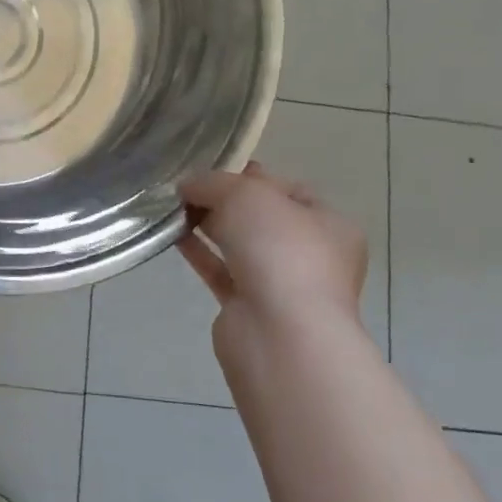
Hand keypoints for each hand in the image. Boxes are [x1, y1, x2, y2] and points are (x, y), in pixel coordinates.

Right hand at [178, 164, 366, 329]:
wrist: (280, 334)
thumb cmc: (280, 251)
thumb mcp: (246, 194)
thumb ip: (213, 183)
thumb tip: (188, 186)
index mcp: (330, 225)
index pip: (289, 190)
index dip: (251, 175)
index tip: (213, 168)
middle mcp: (311, 256)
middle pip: (261, 218)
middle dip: (224, 200)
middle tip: (186, 186)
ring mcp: (281, 285)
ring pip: (238, 245)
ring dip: (207, 224)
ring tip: (171, 205)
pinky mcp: (249, 308)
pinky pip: (219, 270)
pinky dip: (198, 251)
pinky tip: (171, 233)